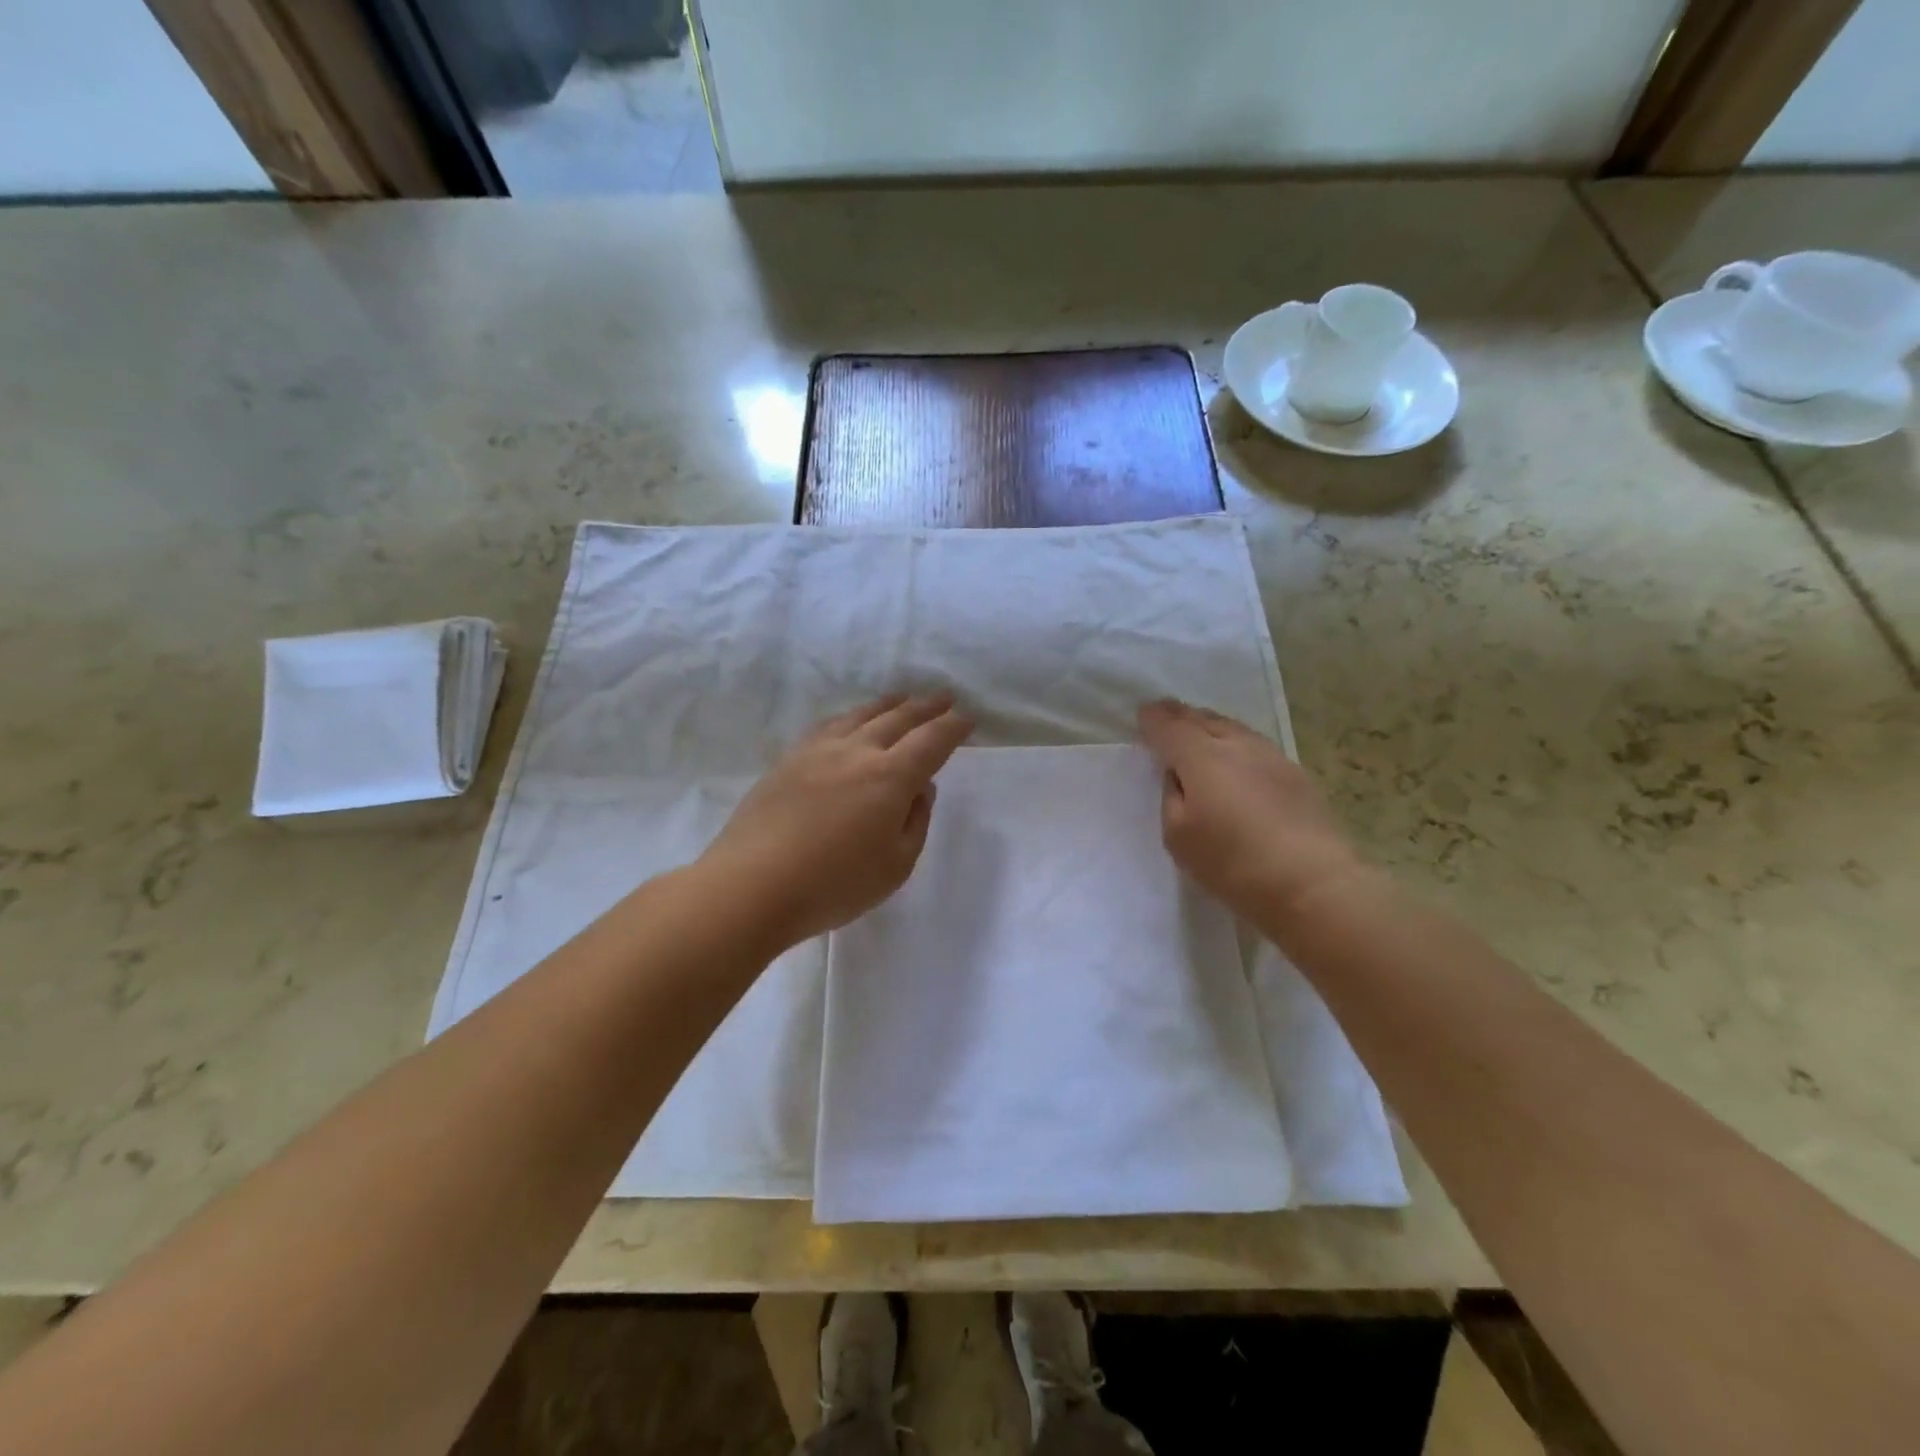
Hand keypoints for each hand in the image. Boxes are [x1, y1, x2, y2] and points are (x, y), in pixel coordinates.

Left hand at [703, 694, 974, 947]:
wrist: (751, 885)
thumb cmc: (833, 885)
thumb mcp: (895, 866)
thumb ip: (915, 822)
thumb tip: (919, 788)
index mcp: (890, 777)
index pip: (931, 741)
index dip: (953, 727)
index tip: (967, 718)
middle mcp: (857, 751)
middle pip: (898, 718)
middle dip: (926, 707)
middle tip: (944, 697)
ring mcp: (818, 751)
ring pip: (861, 715)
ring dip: (888, 705)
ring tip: (902, 699)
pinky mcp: (788, 760)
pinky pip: (830, 725)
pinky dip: (852, 717)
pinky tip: (851, 721)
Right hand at [1138, 699, 1367, 926]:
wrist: (1313, 883)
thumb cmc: (1234, 863)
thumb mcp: (1178, 836)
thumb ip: (1171, 797)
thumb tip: (1178, 776)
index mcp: (1201, 757)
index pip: (1170, 726)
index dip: (1153, 719)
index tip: (1143, 715)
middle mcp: (1236, 745)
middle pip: (1203, 719)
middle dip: (1180, 715)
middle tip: (1165, 714)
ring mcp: (1271, 756)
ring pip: (1232, 728)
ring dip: (1209, 725)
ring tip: (1197, 730)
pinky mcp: (1295, 774)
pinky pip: (1253, 744)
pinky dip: (1234, 743)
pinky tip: (1234, 757)